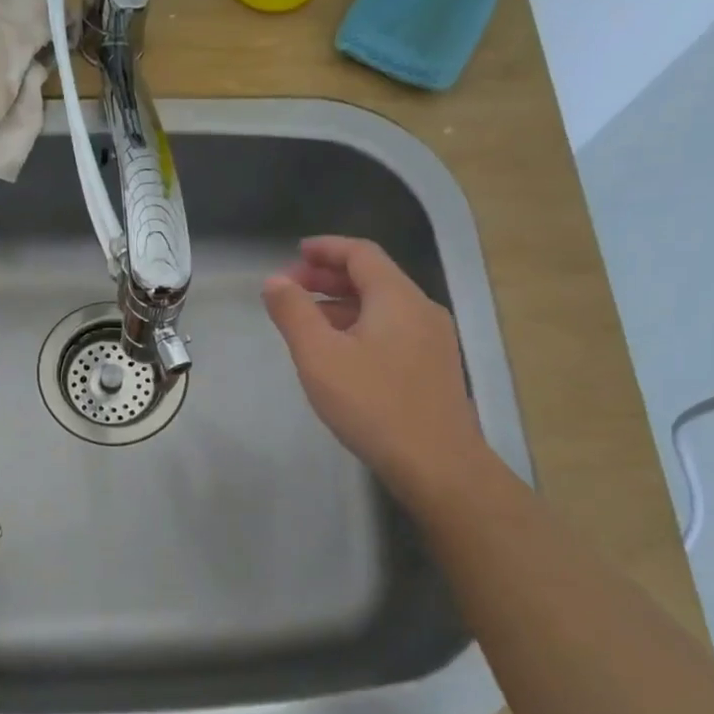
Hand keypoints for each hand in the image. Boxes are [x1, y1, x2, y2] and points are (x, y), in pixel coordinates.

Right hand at [262, 236, 491, 505]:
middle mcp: (421, 309)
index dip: (326, 248)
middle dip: (329, 277)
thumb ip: (294, 313)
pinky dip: (361, 327)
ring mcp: (433, 340)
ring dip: (343, 304)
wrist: (438, 465)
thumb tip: (275, 281)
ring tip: (307, 321)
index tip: (295, 253)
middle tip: (292, 288)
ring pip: (383, 306)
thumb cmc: (373, 405)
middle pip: (373, 277)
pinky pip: (392, 330)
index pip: (361, 253)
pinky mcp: (434, 368)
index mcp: (397, 298)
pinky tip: (340, 353)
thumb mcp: (320, 356)